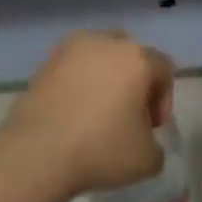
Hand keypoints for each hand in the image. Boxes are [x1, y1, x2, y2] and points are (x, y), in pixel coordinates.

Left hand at [3, 33, 174, 196]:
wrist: (37, 152)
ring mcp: (70, 50)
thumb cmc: (101, 148)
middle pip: (130, 55)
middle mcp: (105, 42)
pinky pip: (72, 70)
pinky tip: (73, 114)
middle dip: (134, 81)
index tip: (152, 129)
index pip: (163, 69)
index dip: (164, 100)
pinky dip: (78, 85)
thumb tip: (144, 141)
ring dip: (104, 79)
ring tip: (98, 113)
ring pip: (98, 57)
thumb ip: (155, 145)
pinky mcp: (44, 64)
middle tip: (129, 115)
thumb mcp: (147, 159)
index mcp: (137, 58)